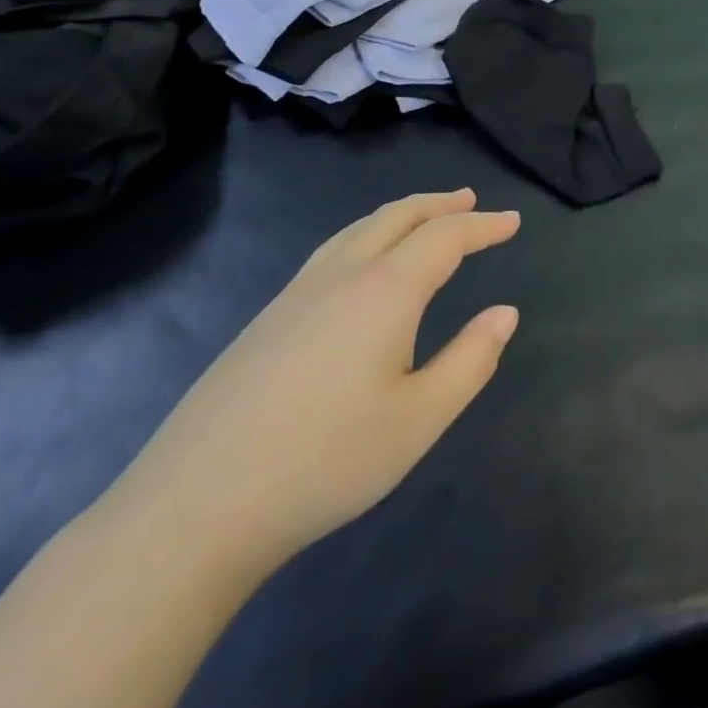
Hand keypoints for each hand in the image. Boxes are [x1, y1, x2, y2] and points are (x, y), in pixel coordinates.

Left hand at [103, 190, 520, 576]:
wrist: (195, 508)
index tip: (513, 221)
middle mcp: (341, 276)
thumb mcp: (420, 419)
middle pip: (397, 217)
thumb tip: (504, 313)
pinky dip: (366, 236)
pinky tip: (363, 264)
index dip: (483, 225)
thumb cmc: (325, 461)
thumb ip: (471, 360)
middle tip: (471, 200)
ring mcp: (295, 295)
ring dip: (401, 215)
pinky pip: (330, 252)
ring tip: (424, 219)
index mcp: (384, 291)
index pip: (444, 237)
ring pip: (357, 230)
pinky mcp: (265, 321)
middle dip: (439, 204)